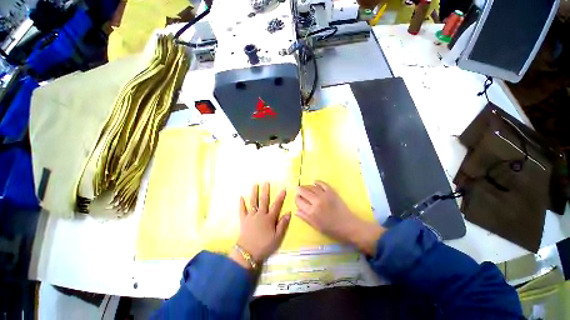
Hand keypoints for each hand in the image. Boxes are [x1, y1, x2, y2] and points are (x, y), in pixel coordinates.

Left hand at [232, 182, 290, 268]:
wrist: (248, 253)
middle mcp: (260, 214)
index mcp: (269, 218)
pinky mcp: (243, 220)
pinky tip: (240, 197)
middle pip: (263, 200)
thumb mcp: (277, 237)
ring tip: (254, 184)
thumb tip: (289, 212)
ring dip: (254, 193)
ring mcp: (251, 216)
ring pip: (253, 202)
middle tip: (266, 182)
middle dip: (265, 190)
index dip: (280, 197)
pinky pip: (242, 210)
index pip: (276, 205)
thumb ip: (283, 224)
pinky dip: (241, 204)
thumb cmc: (265, 245)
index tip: (283, 189)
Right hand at [295, 180, 384, 255]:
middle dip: (299, 190)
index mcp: (311, 211)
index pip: (299, 201)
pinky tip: (314, 182)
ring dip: (306, 186)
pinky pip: (322, 184)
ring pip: (311, 187)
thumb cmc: (331, 229)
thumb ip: (305, 217)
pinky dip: (317, 182)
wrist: (348, 226)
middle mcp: (316, 201)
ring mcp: (324, 195)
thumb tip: (296, 211)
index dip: (296, 198)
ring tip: (304, 187)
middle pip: (303, 191)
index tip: (297, 198)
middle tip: (298, 189)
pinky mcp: (331, 192)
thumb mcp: (316, 226)